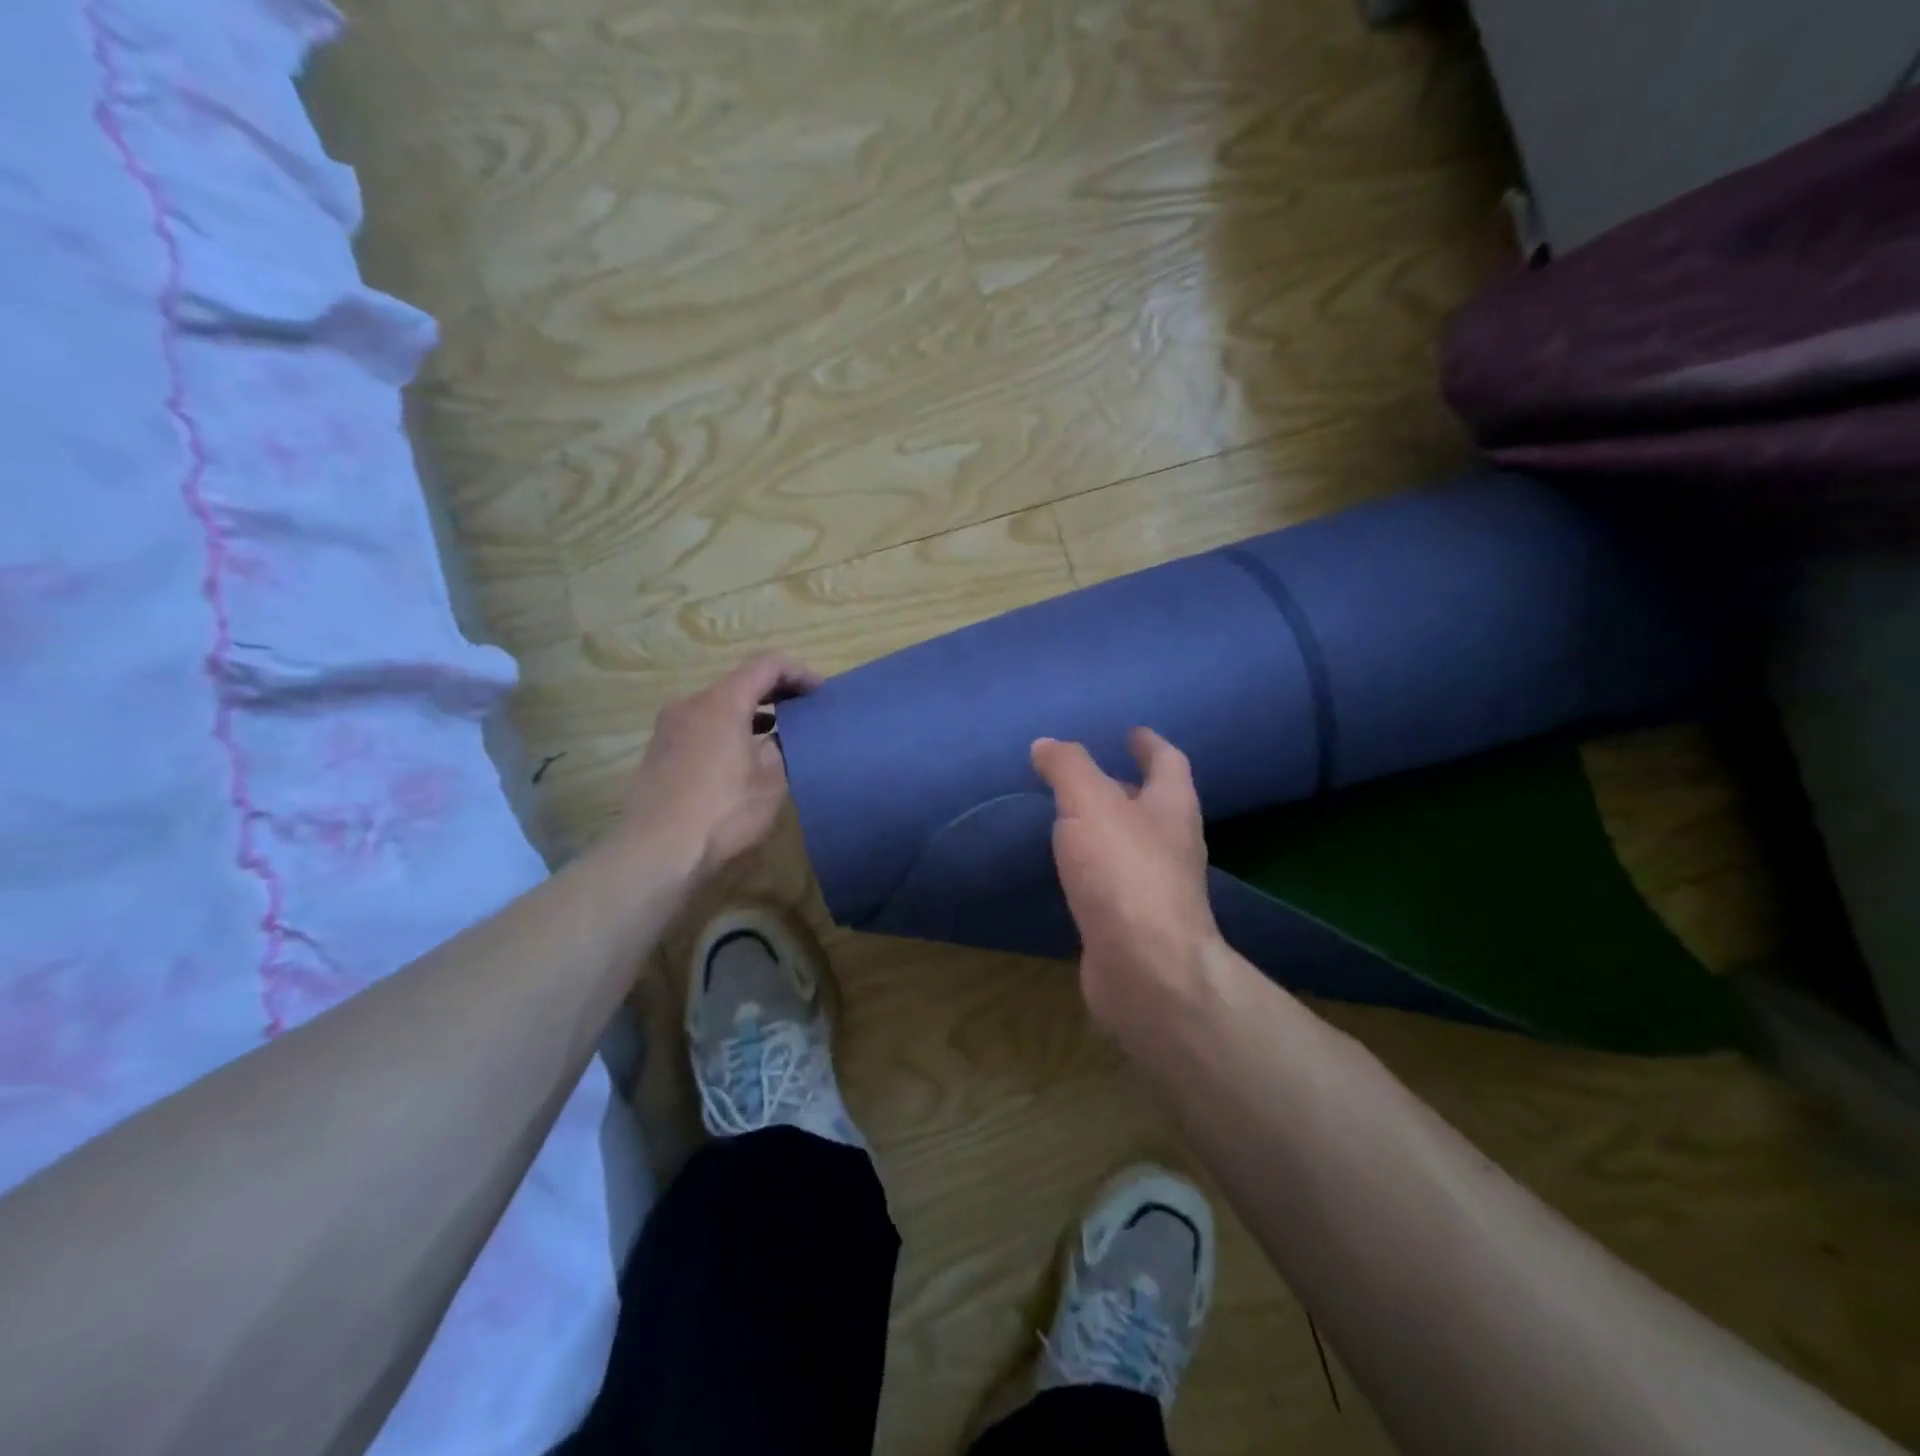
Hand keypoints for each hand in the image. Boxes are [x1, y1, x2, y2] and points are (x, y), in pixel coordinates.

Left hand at [619, 653, 820, 877]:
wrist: (656, 854)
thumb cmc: (723, 812)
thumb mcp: (771, 780)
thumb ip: (780, 747)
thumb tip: (774, 739)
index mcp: (721, 703)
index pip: (766, 665)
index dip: (798, 673)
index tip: (820, 693)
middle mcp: (690, 706)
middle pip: (739, 683)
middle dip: (775, 693)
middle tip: (804, 711)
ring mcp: (669, 730)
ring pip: (718, 707)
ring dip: (750, 714)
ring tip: (778, 736)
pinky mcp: (659, 755)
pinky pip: (702, 729)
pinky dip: (728, 731)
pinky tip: (742, 760)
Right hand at [1031, 728, 1226, 1057]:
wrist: (1146, 970)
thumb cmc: (1124, 872)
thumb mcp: (1089, 804)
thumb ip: (1068, 768)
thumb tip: (1047, 744)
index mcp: (1171, 806)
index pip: (1168, 761)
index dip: (1149, 743)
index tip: (1131, 732)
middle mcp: (1171, 843)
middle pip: (1151, 804)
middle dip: (1124, 786)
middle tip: (1087, 775)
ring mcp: (1156, 887)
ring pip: (1131, 844)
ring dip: (1107, 828)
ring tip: (1071, 818)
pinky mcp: (1134, 923)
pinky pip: (1112, 882)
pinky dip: (1093, 867)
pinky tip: (1069, 870)